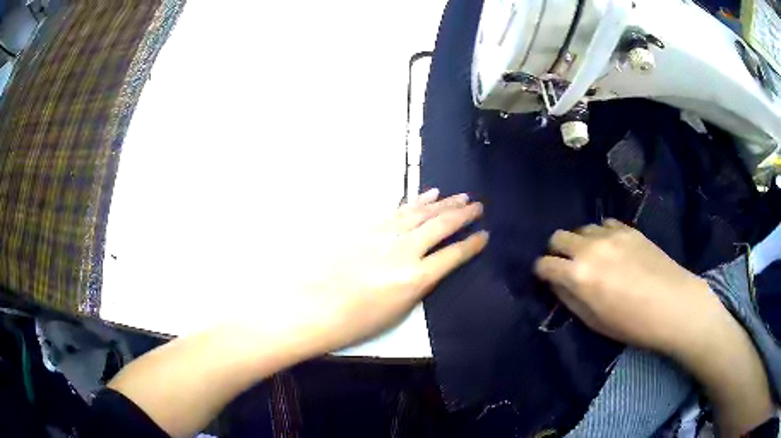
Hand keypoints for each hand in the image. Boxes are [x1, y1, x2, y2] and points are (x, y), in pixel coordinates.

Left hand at [286, 188, 487, 355]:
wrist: (312, 306)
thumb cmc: (355, 321)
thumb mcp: (397, 312)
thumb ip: (419, 285)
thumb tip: (431, 267)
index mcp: (415, 278)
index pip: (453, 255)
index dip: (472, 244)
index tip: (485, 235)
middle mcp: (404, 250)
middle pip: (441, 226)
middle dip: (463, 215)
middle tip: (479, 206)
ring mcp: (384, 235)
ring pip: (421, 213)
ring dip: (443, 203)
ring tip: (460, 196)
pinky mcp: (368, 227)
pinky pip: (399, 210)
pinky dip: (416, 201)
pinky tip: (427, 195)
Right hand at [533, 219, 717, 357]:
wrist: (673, 305)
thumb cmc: (632, 324)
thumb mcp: (594, 321)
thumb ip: (570, 299)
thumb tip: (558, 283)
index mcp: (579, 276)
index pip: (544, 264)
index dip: (542, 272)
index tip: (547, 279)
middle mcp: (590, 249)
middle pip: (558, 237)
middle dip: (557, 251)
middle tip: (567, 266)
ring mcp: (611, 234)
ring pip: (582, 228)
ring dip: (581, 242)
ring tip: (594, 257)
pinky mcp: (629, 229)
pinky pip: (605, 224)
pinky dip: (601, 234)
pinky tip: (613, 248)